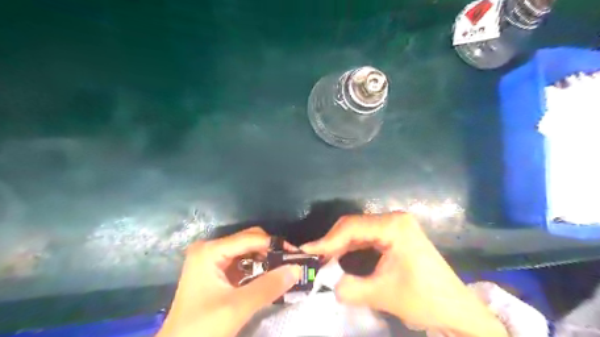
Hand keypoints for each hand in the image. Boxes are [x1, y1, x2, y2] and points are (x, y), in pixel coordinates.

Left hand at [157, 227, 302, 336]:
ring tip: (283, 270)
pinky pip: (241, 262)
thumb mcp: (237, 307)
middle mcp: (210, 248)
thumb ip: (268, 286)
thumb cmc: (201, 328)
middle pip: (248, 240)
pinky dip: (256, 268)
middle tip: (290, 262)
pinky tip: (268, 276)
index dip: (275, 244)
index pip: (250, 238)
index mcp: (210, 251)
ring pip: (246, 250)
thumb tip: (297, 268)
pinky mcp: (215, 271)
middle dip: (270, 250)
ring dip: (265, 259)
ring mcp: (211, 259)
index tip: (296, 254)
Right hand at [300, 213, 504, 336]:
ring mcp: (395, 226)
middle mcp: (393, 219)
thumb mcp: (383, 295)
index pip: (351, 227)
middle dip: (331, 242)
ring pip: (358, 231)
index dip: (327, 240)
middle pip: (353, 226)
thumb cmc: (424, 299)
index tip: (307, 252)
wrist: (457, 310)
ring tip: (321, 258)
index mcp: (394, 226)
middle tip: (313, 257)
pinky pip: (366, 237)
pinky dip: (350, 247)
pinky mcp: (395, 235)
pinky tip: (339, 257)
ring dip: (339, 245)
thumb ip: (349, 288)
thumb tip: (327, 284)